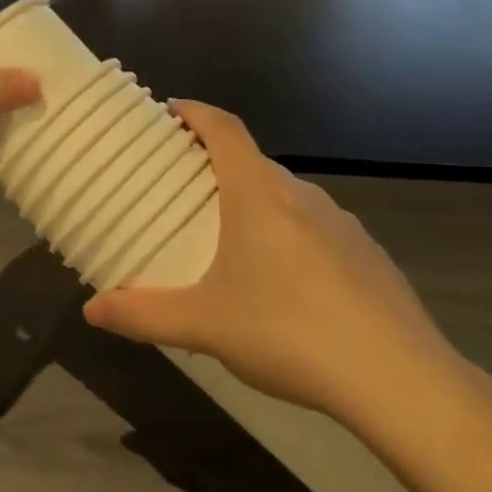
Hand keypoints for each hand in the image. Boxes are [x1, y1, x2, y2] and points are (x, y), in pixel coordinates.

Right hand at [83, 101, 470, 429]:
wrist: (400, 380)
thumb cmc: (288, 332)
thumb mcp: (203, 326)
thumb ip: (142, 315)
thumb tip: (91, 310)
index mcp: (258, 195)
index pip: (225, 129)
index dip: (196, 112)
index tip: (171, 111)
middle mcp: (302, 195)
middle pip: (253, 161)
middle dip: (217, 164)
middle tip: (185, 189)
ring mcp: (342, 224)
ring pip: (286, 196)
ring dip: (255, 201)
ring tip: (230, 238)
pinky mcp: (369, 255)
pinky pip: (316, 227)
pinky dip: (290, 234)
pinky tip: (285, 284)